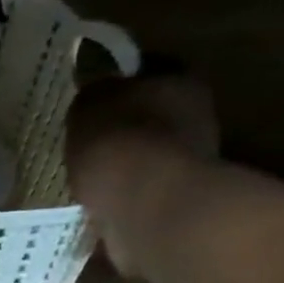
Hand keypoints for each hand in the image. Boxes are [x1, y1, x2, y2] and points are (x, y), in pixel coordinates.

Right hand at [66, 70, 217, 276]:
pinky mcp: (176, 208)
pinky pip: (139, 200)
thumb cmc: (118, 143)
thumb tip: (95, 92)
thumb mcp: (89, 105)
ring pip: (148, 162)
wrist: (145, 208)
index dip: (120, 83)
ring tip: (86, 183)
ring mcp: (190, 168)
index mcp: (181, 82)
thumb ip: (93, 96)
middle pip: (153, 120)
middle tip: (87, 144)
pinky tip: (95, 211)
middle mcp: (196, 120)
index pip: (149, 71)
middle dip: (123, 132)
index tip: (93, 99)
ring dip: (123, 172)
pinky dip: (120, 205)